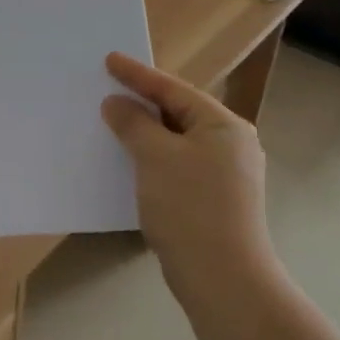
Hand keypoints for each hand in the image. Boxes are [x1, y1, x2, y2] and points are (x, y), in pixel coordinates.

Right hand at [101, 52, 271, 301]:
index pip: (173, 89)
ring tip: (114, 123)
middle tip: (109, 89)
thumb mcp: (155, 157)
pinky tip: (130, 164)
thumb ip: (134, 124)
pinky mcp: (214, 201)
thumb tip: (117, 104)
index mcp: (223, 126)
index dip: (138, 74)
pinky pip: (178, 166)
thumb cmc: (190, 207)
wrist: (223, 280)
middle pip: (179, 113)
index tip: (109, 59)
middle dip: (143, 103)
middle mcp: (230, 145)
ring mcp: (225, 175)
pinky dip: (153, 159)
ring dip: (146, 134)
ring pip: (177, 142)